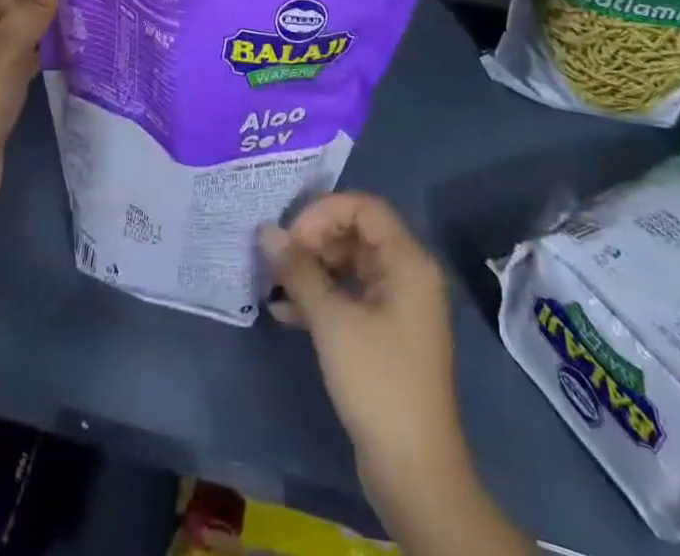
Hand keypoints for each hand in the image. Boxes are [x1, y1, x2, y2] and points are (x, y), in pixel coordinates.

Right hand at [259, 194, 463, 500]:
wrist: (414, 472)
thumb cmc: (378, 382)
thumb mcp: (332, 321)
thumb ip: (298, 270)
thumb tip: (265, 230)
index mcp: (408, 261)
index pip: (364, 207)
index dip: (323, 213)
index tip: (290, 237)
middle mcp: (408, 274)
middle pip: (356, 233)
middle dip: (314, 241)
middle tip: (278, 260)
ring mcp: (398, 305)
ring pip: (350, 265)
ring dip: (312, 270)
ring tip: (273, 282)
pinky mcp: (386, 334)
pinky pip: (351, 296)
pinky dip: (321, 298)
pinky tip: (284, 312)